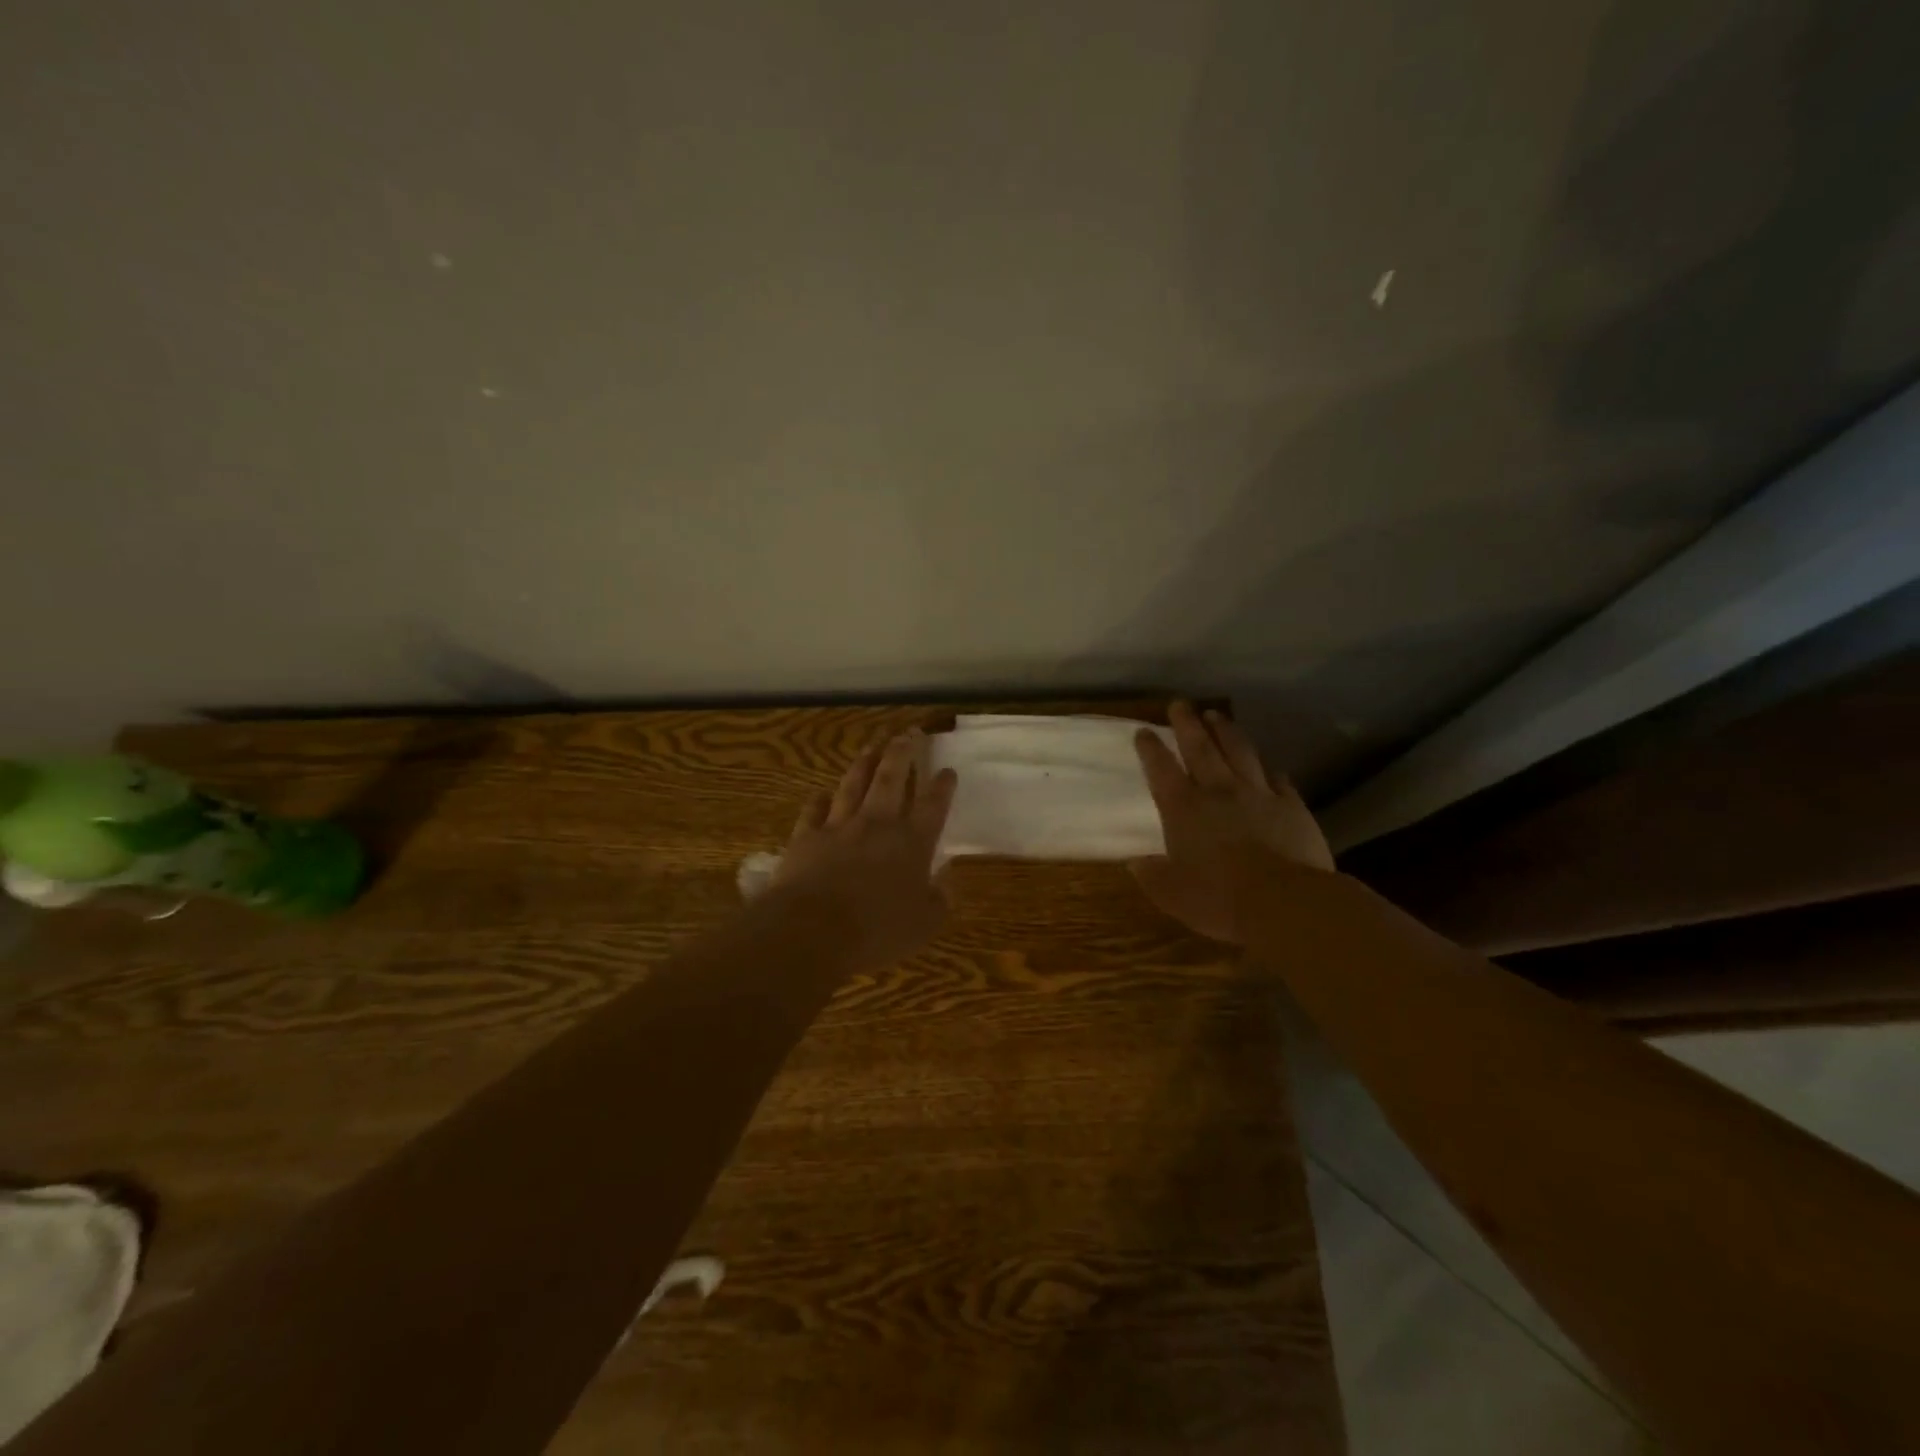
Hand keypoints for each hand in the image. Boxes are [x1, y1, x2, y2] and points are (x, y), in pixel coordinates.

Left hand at [770, 728, 958, 967]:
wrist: (812, 930)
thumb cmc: (877, 931)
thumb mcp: (924, 925)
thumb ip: (939, 899)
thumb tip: (947, 879)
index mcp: (912, 842)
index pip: (932, 805)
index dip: (942, 786)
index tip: (947, 770)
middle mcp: (877, 824)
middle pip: (892, 778)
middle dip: (903, 753)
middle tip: (908, 733)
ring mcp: (839, 826)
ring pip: (854, 784)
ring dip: (865, 763)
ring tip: (872, 746)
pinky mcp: (806, 837)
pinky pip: (814, 810)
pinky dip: (820, 800)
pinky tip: (822, 793)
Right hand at [1131, 701, 1335, 942]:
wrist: (1285, 902)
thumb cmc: (1218, 899)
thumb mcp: (1172, 894)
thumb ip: (1152, 875)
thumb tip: (1136, 862)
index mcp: (1183, 809)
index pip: (1161, 769)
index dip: (1150, 749)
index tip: (1144, 731)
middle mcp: (1218, 792)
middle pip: (1200, 748)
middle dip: (1187, 724)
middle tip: (1180, 704)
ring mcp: (1258, 795)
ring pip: (1239, 752)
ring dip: (1226, 732)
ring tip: (1216, 715)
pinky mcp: (1292, 806)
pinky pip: (1279, 781)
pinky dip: (1270, 771)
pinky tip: (1270, 768)